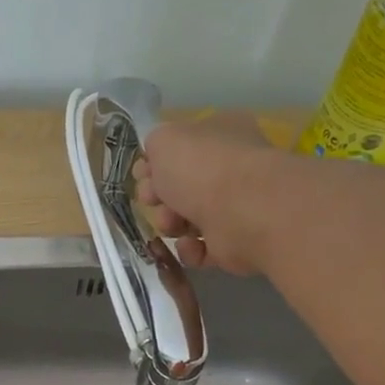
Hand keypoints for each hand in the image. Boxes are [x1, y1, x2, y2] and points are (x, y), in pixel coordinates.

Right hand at [132, 113, 285, 275]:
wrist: (242, 210)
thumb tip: (156, 161)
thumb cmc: (202, 168)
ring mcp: (236, 206)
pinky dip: (190, 249)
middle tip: (152, 200)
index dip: (156, 164)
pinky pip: (201, 249)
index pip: (182, 148)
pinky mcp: (235, 242)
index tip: (142, 175)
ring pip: (187, 219)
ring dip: (171, 224)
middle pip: (181, 187)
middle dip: (159, 196)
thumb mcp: (164, 139)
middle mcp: (231, 168)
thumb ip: (155, 144)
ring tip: (173, 224)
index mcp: (220, 135)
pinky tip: (190, 244)